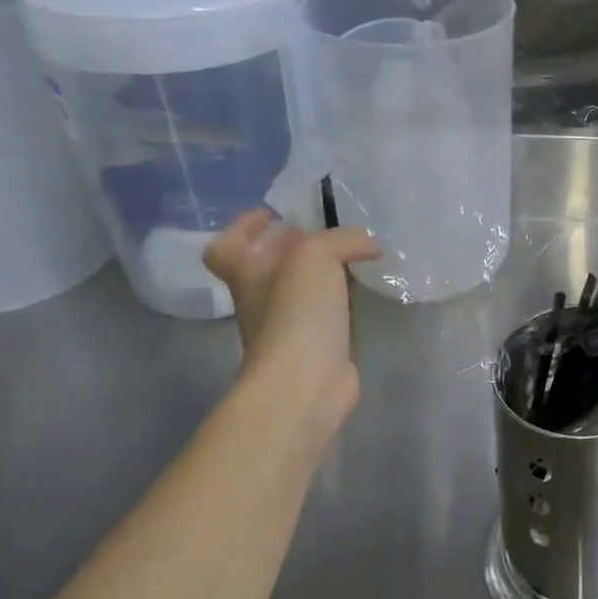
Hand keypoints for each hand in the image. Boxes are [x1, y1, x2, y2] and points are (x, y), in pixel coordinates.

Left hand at [204, 211, 381, 417]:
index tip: (271, 215)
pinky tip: (363, 291)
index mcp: (249, 277)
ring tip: (352, 257)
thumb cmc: (297, 315)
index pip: (226, 249)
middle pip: (266, 268)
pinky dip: (340, 299)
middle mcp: (262, 302)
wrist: (305, 383)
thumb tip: (370, 244)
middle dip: (289, 248)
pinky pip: (325, 314)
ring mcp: (288, 329)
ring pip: (298, 291)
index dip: (242, 229)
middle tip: (321, 232)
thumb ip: (342, 240)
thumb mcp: (315, 258)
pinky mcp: (317, 348)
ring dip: (318, 274)